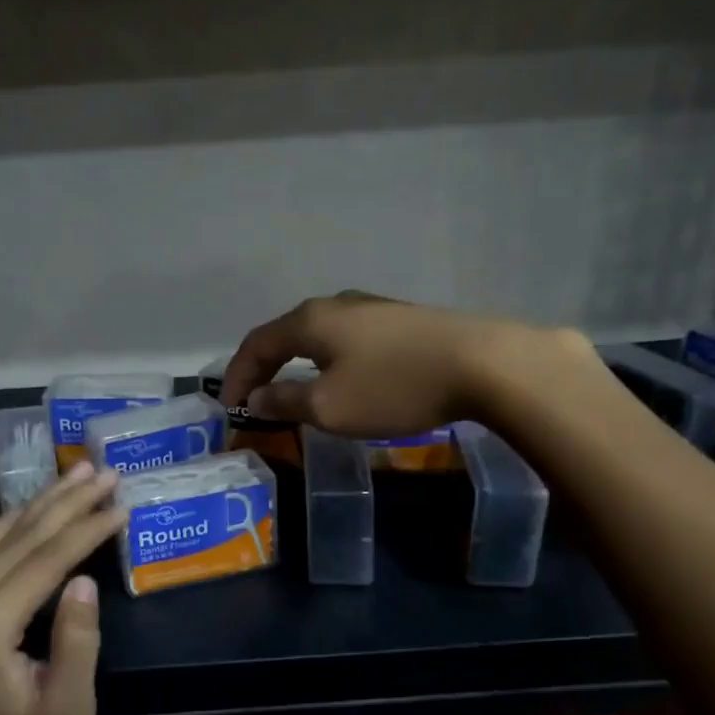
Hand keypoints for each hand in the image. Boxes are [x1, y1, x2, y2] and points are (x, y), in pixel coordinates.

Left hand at [0, 462, 125, 714]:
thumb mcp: (67, 710)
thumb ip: (77, 643)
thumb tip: (84, 580)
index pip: (44, 562)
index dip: (86, 529)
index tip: (121, 504)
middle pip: (21, 538)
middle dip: (68, 501)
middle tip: (105, 472)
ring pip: (1, 536)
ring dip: (43, 502)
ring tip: (77, 471)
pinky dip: (18, 522)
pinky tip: (38, 503)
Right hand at [222, 291, 582, 437]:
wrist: (484, 363)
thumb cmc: (394, 387)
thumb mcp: (329, 406)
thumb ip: (286, 401)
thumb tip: (257, 398)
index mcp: (310, 320)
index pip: (256, 344)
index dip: (237, 377)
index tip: (230, 409)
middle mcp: (336, 305)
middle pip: (286, 334)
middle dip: (266, 367)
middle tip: (256, 399)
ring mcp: (373, 308)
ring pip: (320, 335)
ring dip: (299, 364)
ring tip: (296, 392)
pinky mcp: (403, 321)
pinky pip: (349, 340)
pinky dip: (330, 362)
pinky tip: (344, 380)